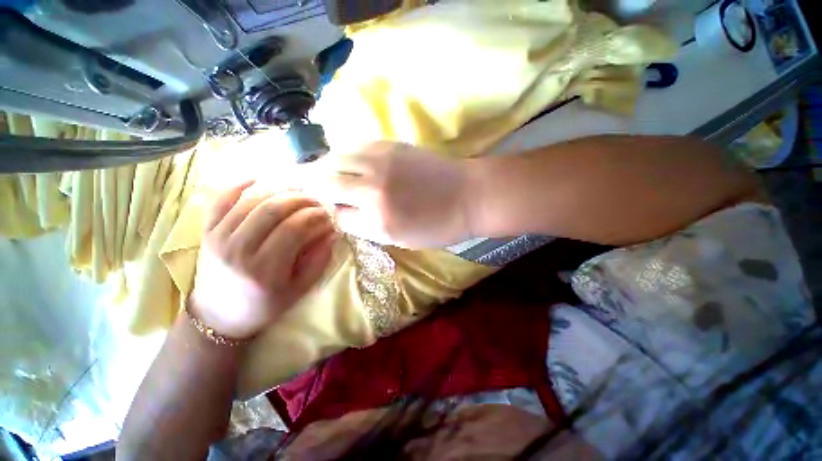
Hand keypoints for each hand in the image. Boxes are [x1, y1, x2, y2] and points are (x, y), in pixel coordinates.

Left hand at [189, 182, 336, 339]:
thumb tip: (333, 232)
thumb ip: (318, 260)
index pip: (293, 229)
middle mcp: (238, 251)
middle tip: (317, 200)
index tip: (328, 214)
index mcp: (264, 270)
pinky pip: (220, 199)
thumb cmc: (265, 305)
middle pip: (272, 210)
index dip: (315, 216)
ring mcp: (218, 238)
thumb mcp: (299, 289)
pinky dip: (238, 184)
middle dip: (301, 199)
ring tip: (297, 191)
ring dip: (278, 190)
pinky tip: (258, 177)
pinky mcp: (206, 231)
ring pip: (250, 201)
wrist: (219, 316)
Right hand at [302, 141, 474, 248]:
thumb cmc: (439, 225)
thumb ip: (367, 227)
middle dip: (311, 183)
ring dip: (322, 165)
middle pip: (326, 180)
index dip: (330, 212)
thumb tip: (342, 212)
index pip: (336, 213)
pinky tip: (342, 160)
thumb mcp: (401, 239)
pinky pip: (354, 146)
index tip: (328, 209)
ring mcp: (381, 161)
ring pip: (335, 158)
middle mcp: (373, 187)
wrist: (469, 195)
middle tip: (301, 184)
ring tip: (317, 170)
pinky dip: (341, 154)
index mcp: (378, 219)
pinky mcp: (390, 145)